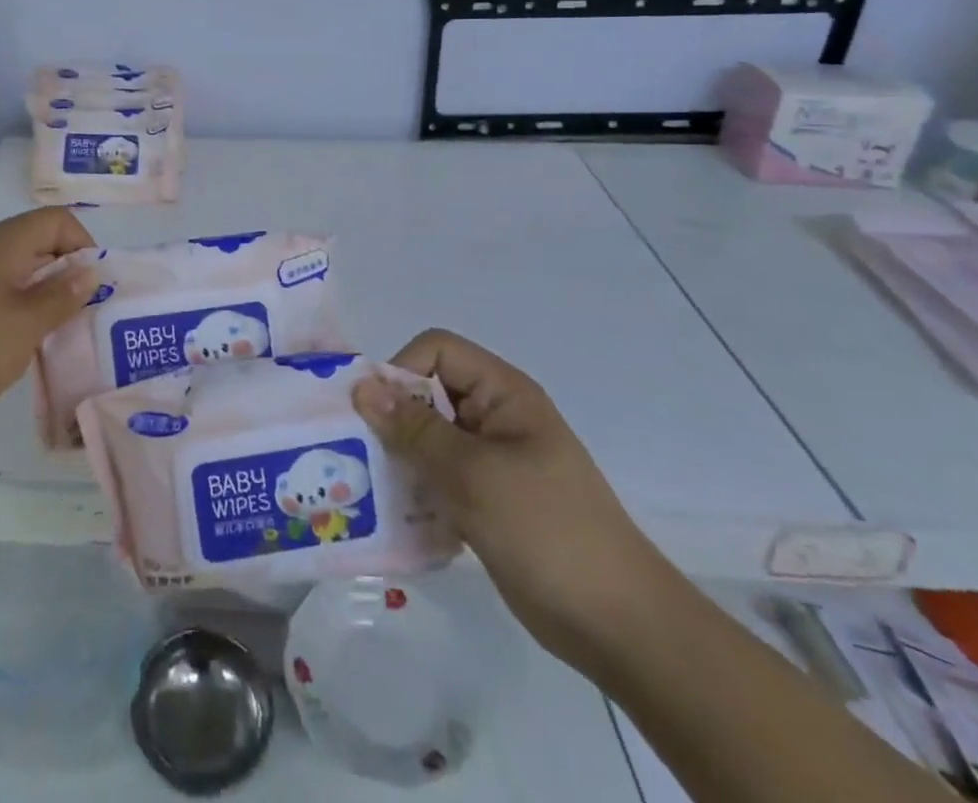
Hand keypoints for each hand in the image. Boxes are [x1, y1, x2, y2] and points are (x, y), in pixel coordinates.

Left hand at [0, 208, 98, 426]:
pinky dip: (18, 310)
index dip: (84, 245)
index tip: (94, 286)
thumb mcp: (24, 326)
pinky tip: (19, 345)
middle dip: (68, 274)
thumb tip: (91, 270)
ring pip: (19, 271)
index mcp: (5, 244)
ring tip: (58, 334)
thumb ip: (62, 296)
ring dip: (44, 296)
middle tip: (86, 314)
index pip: (58, 220)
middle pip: (40, 243)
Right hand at [354, 329, 683, 673]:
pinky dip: (416, 490)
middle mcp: (494, 416)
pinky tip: (399, 519)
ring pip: (428, 438)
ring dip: (399, 458)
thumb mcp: (473, 474)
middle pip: (427, 392)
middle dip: (392, 419)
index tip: (375, 415)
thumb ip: (415, 429)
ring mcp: (491, 460)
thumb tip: (362, 386)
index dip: (402, 371)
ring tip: (371, 489)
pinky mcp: (486, 499)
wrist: (618, 626)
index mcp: (502, 393)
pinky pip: (438, 476)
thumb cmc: (547, 531)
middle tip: (359, 455)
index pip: (437, 351)